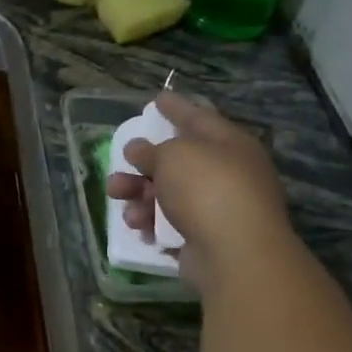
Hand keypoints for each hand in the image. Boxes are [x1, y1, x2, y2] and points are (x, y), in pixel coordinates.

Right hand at [105, 92, 291, 291]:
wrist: (234, 253)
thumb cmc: (207, 189)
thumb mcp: (173, 156)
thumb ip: (151, 150)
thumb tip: (138, 149)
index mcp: (229, 144)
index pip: (199, 117)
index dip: (177, 107)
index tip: (157, 98)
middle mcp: (228, 173)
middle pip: (179, 161)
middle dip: (145, 162)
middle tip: (122, 161)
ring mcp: (218, 209)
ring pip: (169, 194)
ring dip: (140, 194)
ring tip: (117, 195)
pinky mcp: (206, 240)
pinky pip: (170, 224)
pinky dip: (151, 222)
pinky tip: (137, 226)